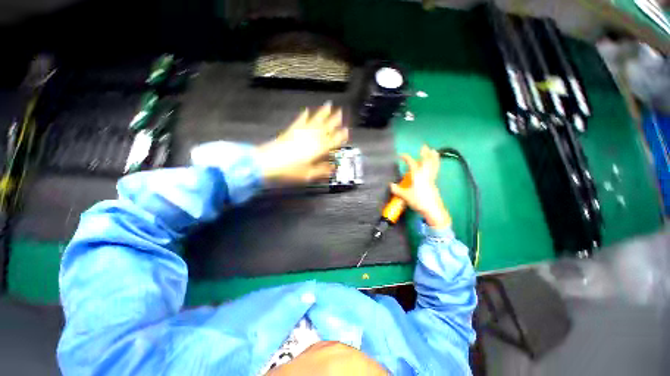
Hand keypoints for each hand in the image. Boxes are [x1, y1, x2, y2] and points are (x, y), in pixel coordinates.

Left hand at [256, 103, 348, 182]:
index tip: (346, 131)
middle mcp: (312, 138)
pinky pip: (299, 120)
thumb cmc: (289, 171)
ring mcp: (301, 132)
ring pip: (315, 120)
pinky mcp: (291, 131)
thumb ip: (322, 171)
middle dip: (334, 119)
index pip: (333, 141)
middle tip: (341, 111)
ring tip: (329, 105)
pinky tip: (306, 110)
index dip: (340, 136)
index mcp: (318, 149)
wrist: (267, 163)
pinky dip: (304, 115)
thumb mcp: (308, 175)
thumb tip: (333, 168)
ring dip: (323, 113)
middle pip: (326, 127)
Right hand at [390, 146, 451, 229]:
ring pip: (434, 165)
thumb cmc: (418, 201)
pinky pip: (435, 171)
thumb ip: (397, 190)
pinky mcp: (434, 184)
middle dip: (425, 153)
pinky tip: (433, 166)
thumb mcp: (405, 196)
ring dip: (433, 157)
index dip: (406, 157)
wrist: (432, 210)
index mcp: (418, 176)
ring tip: (434, 151)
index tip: (400, 155)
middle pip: (427, 161)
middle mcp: (425, 175)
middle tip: (424, 146)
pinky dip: (435, 165)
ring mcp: (431, 179)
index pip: (412, 163)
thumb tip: (390, 185)